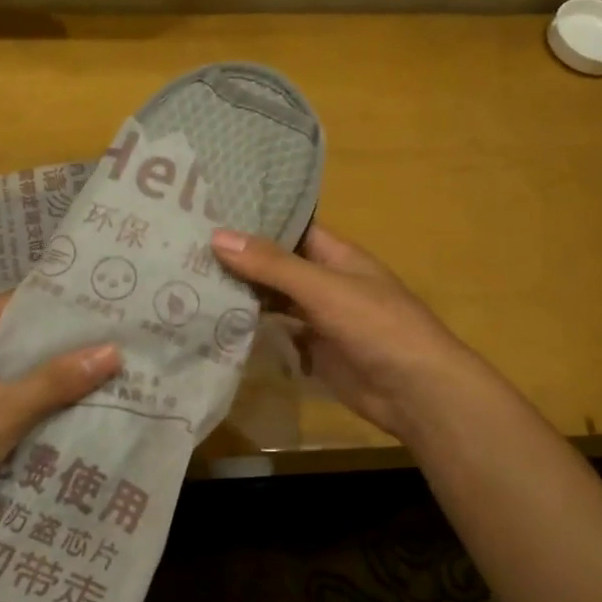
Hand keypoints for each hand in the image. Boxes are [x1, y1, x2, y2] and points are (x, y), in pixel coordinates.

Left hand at [0, 293, 119, 517]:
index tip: (109, 309)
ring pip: (12, 364)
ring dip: (49, 371)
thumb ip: (57, 381)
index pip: (20, 302)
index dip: (64, 304)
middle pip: (18, 333)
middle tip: (116, 342)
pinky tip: (65, 406)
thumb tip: (113, 350)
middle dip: (64, 341)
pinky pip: (2, 388)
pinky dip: (30, 394)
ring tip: (104, 371)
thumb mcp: (5, 413)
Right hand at [212, 223, 479, 438]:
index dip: (255, 218)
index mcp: (336, 255)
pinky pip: (278, 331)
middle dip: (240, 257)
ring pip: (275, 298)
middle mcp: (326, 281)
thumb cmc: (377, 326)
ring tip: (190, 278)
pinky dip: (253, 326)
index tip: (210, 210)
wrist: (415, 392)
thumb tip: (217, 236)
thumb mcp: (323, 288)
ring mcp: (320, 316)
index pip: (291, 227)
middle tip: (186, 246)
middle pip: (277, 264)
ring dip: (242, 292)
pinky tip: (217, 320)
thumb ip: (272, 265)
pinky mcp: (313, 349)